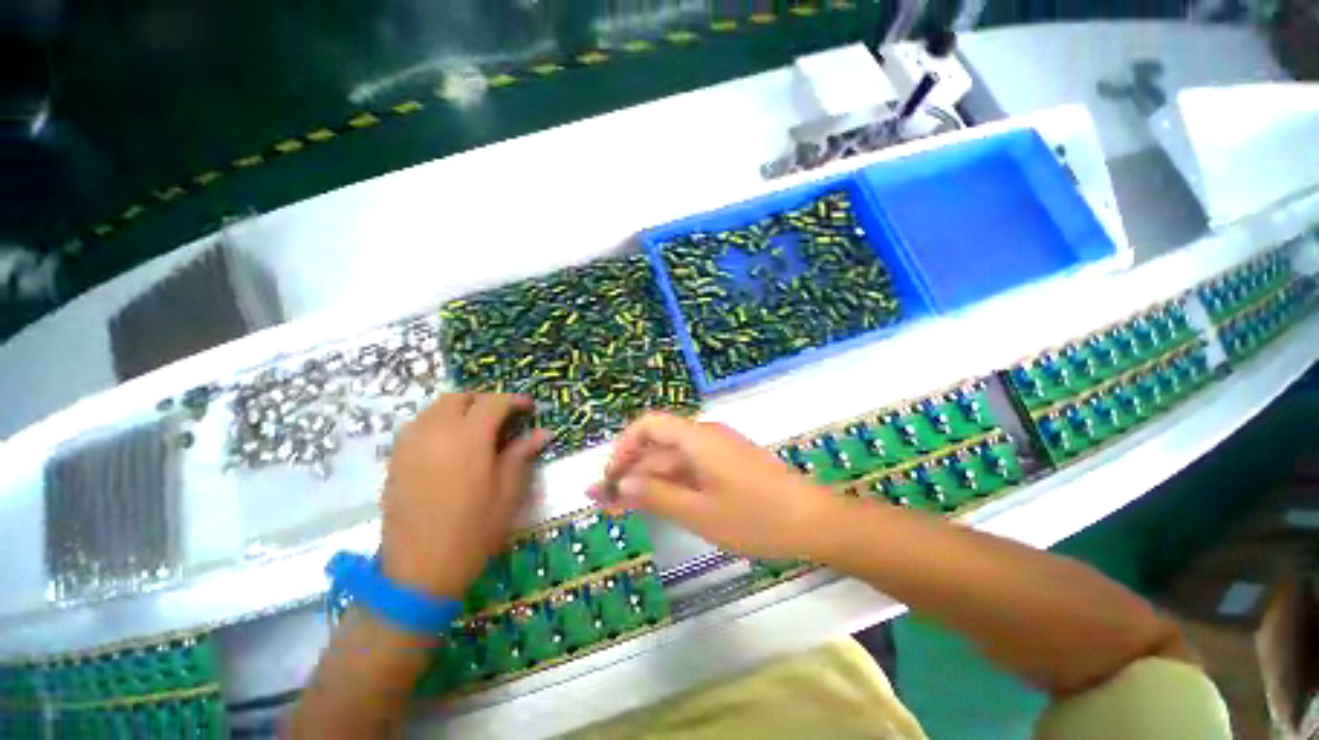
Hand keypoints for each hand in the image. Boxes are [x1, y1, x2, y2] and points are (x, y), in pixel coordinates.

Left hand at [381, 393, 549, 597]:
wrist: (418, 571)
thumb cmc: (473, 531)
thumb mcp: (507, 492)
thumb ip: (522, 454)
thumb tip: (543, 432)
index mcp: (468, 439)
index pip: (493, 402)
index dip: (514, 400)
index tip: (529, 408)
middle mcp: (435, 432)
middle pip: (460, 397)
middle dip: (485, 401)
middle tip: (503, 418)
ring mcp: (410, 445)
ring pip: (436, 408)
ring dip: (461, 409)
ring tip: (478, 429)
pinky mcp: (395, 459)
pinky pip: (419, 425)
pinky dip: (439, 422)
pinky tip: (451, 445)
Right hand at [588, 413, 838, 559]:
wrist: (813, 521)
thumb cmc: (754, 517)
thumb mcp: (698, 512)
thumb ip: (655, 495)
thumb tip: (620, 485)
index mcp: (697, 438)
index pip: (648, 425)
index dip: (624, 448)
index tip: (611, 479)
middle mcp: (705, 436)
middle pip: (658, 444)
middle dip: (631, 470)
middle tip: (608, 503)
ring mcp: (718, 450)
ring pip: (673, 459)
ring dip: (649, 479)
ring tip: (625, 508)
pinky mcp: (728, 464)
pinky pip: (690, 468)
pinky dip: (671, 484)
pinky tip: (659, 504)